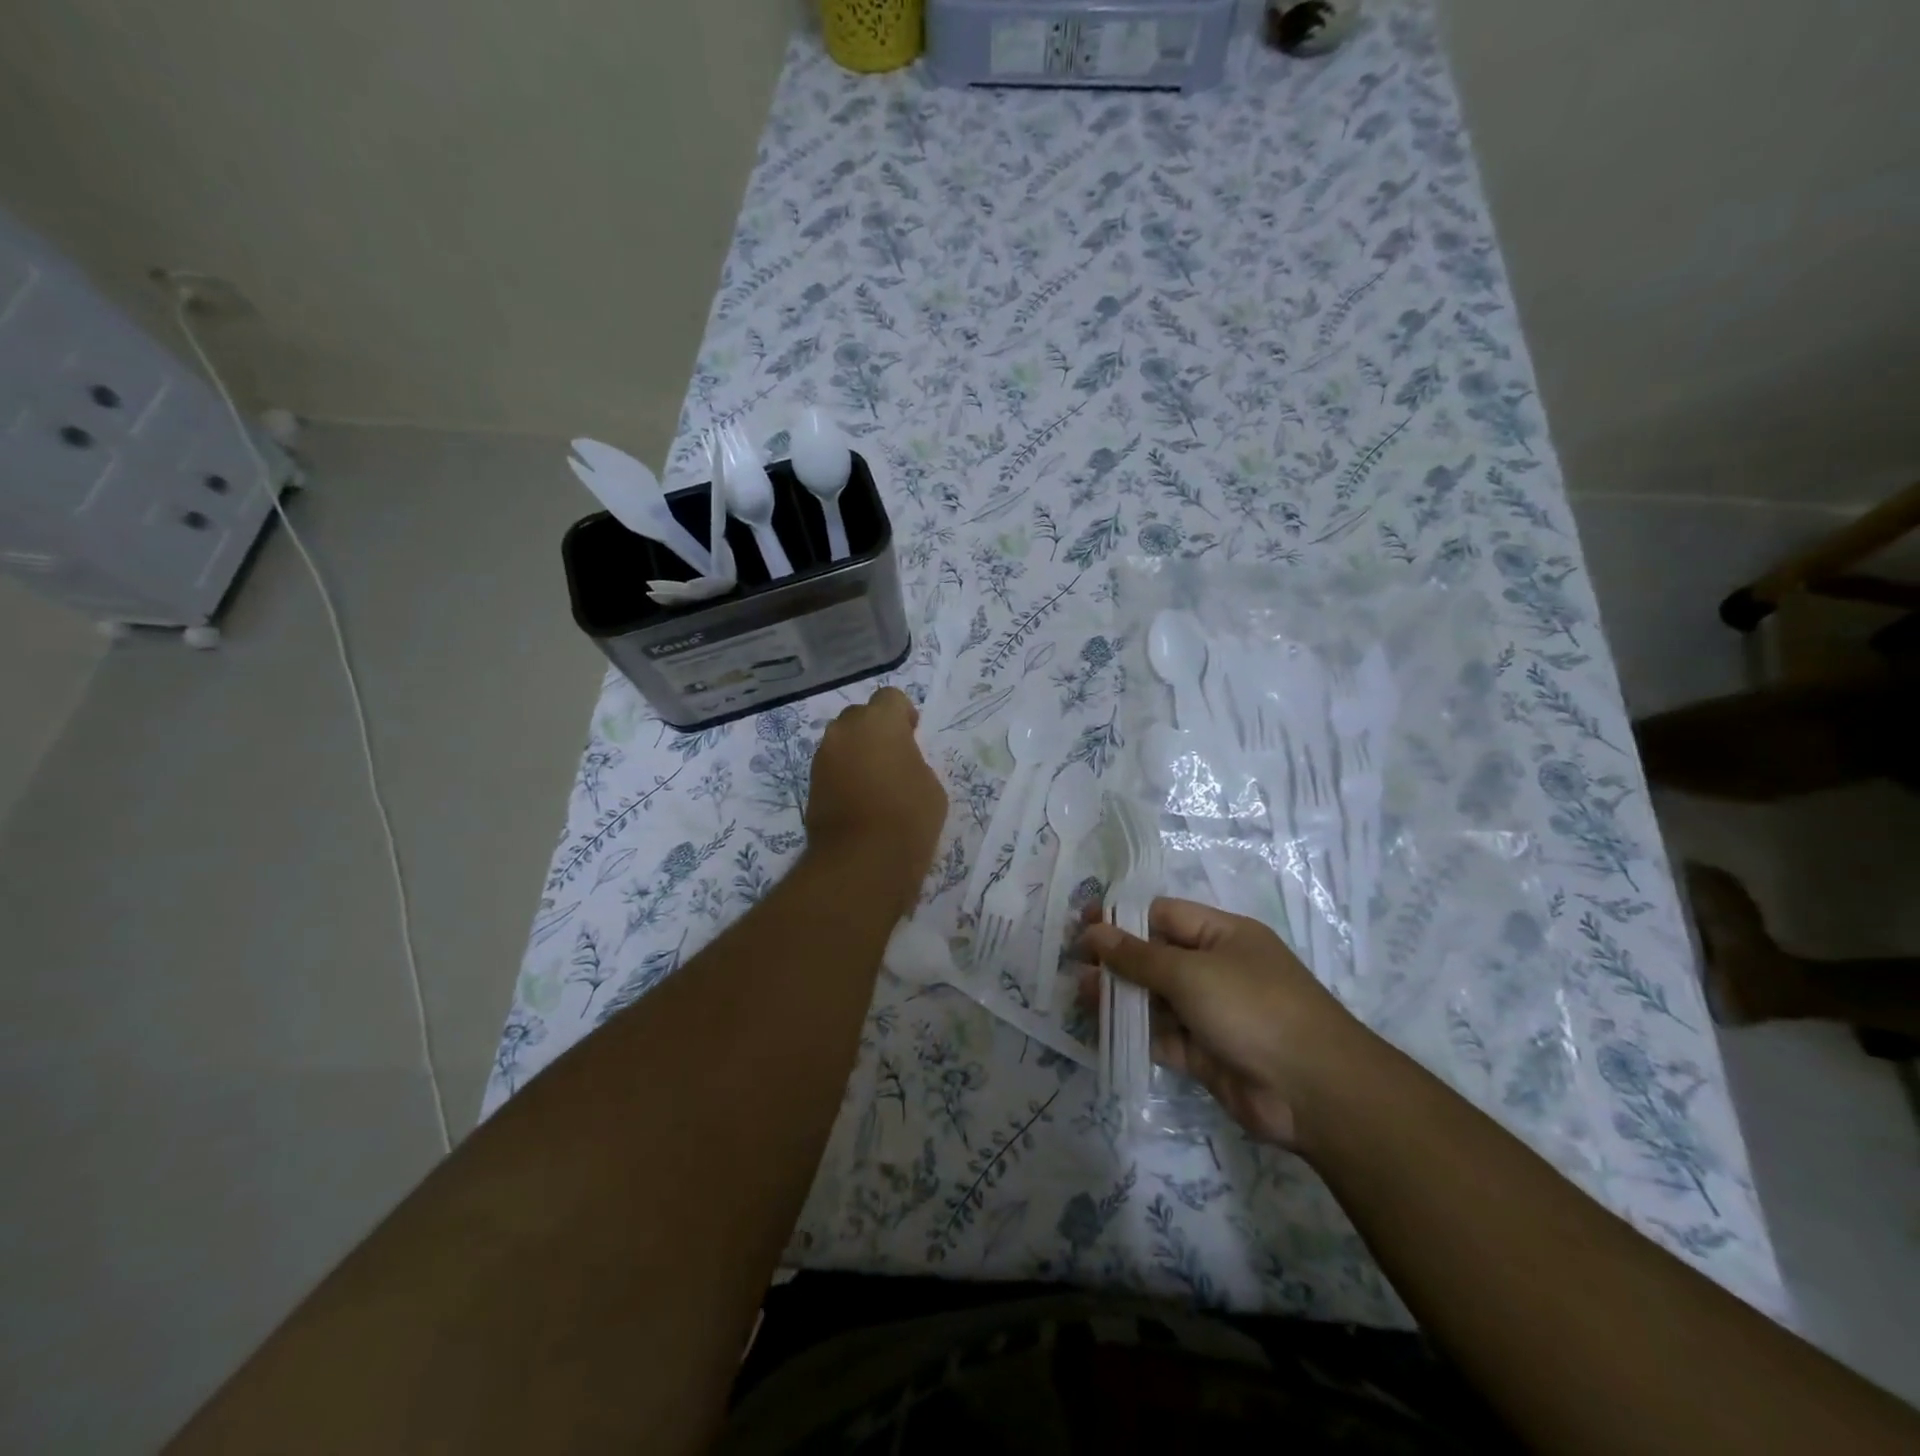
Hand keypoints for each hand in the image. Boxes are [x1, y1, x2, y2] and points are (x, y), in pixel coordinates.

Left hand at [805, 687, 946, 913]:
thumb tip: (897, 763)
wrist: (862, 861)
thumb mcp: (930, 783)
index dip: (902, 715)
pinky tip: (859, 801)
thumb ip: (912, 760)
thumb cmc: (909, 817)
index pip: (890, 697)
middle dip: (875, 730)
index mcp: (879, 721)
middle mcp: (844, 730)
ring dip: (857, 752)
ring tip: (875, 783)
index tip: (912, 737)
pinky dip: (844, 774)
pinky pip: (831, 767)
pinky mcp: (810, 784)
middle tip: (893, 759)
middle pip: (860, 716)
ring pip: (842, 742)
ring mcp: (822, 757)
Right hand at [1078, 898, 1378, 1148]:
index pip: (1164, 915)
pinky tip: (1102, 1029)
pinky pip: (1163, 1035)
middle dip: (1117, 958)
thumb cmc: (1253, 1008)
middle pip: (1157, 956)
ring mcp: (1211, 1013)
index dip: (1123, 917)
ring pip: (1156, 997)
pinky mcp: (1206, 1053)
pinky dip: (1136, 1032)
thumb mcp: (1191, 972)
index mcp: (1222, 935)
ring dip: (1121, 996)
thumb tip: (1094, 932)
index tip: (1083, 923)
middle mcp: (1216, 969)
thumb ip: (1138, 956)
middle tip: (1074, 962)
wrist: (1313, 1092)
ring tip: (1081, 994)